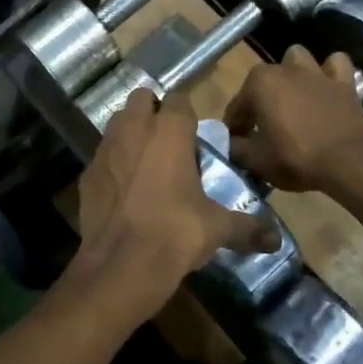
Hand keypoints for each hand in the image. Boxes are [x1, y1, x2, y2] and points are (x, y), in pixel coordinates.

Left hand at [64, 91, 276, 328]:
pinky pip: (102, 155)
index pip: (179, 99)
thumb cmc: (176, 233)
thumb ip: (247, 227)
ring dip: (131, 132)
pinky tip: (123, 189)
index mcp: (169, 131)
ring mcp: (105, 148)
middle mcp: (134, 128)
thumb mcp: (217, 229)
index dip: (186, 113)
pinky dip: (113, 163)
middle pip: (141, 98)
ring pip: (118, 122)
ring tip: (146, 163)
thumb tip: (275, 240)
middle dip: (153, 111)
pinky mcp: (87, 172)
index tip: (194, 135)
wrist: (121, 265)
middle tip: (169, 142)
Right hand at [223, 46, 362, 193]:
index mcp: (259, 83)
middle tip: (263, 128)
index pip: (237, 107)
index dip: (235, 127)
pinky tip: (326, 88)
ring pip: (297, 59)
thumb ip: (237, 148)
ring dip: (292, 74)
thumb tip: (231, 144)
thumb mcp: (257, 160)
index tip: (237, 144)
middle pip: (263, 82)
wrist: (350, 162)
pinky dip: (329, 72)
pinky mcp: (344, 82)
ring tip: (293, 98)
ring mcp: (316, 72)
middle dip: (260, 100)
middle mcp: (285, 69)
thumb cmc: (297, 158)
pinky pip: (335, 65)